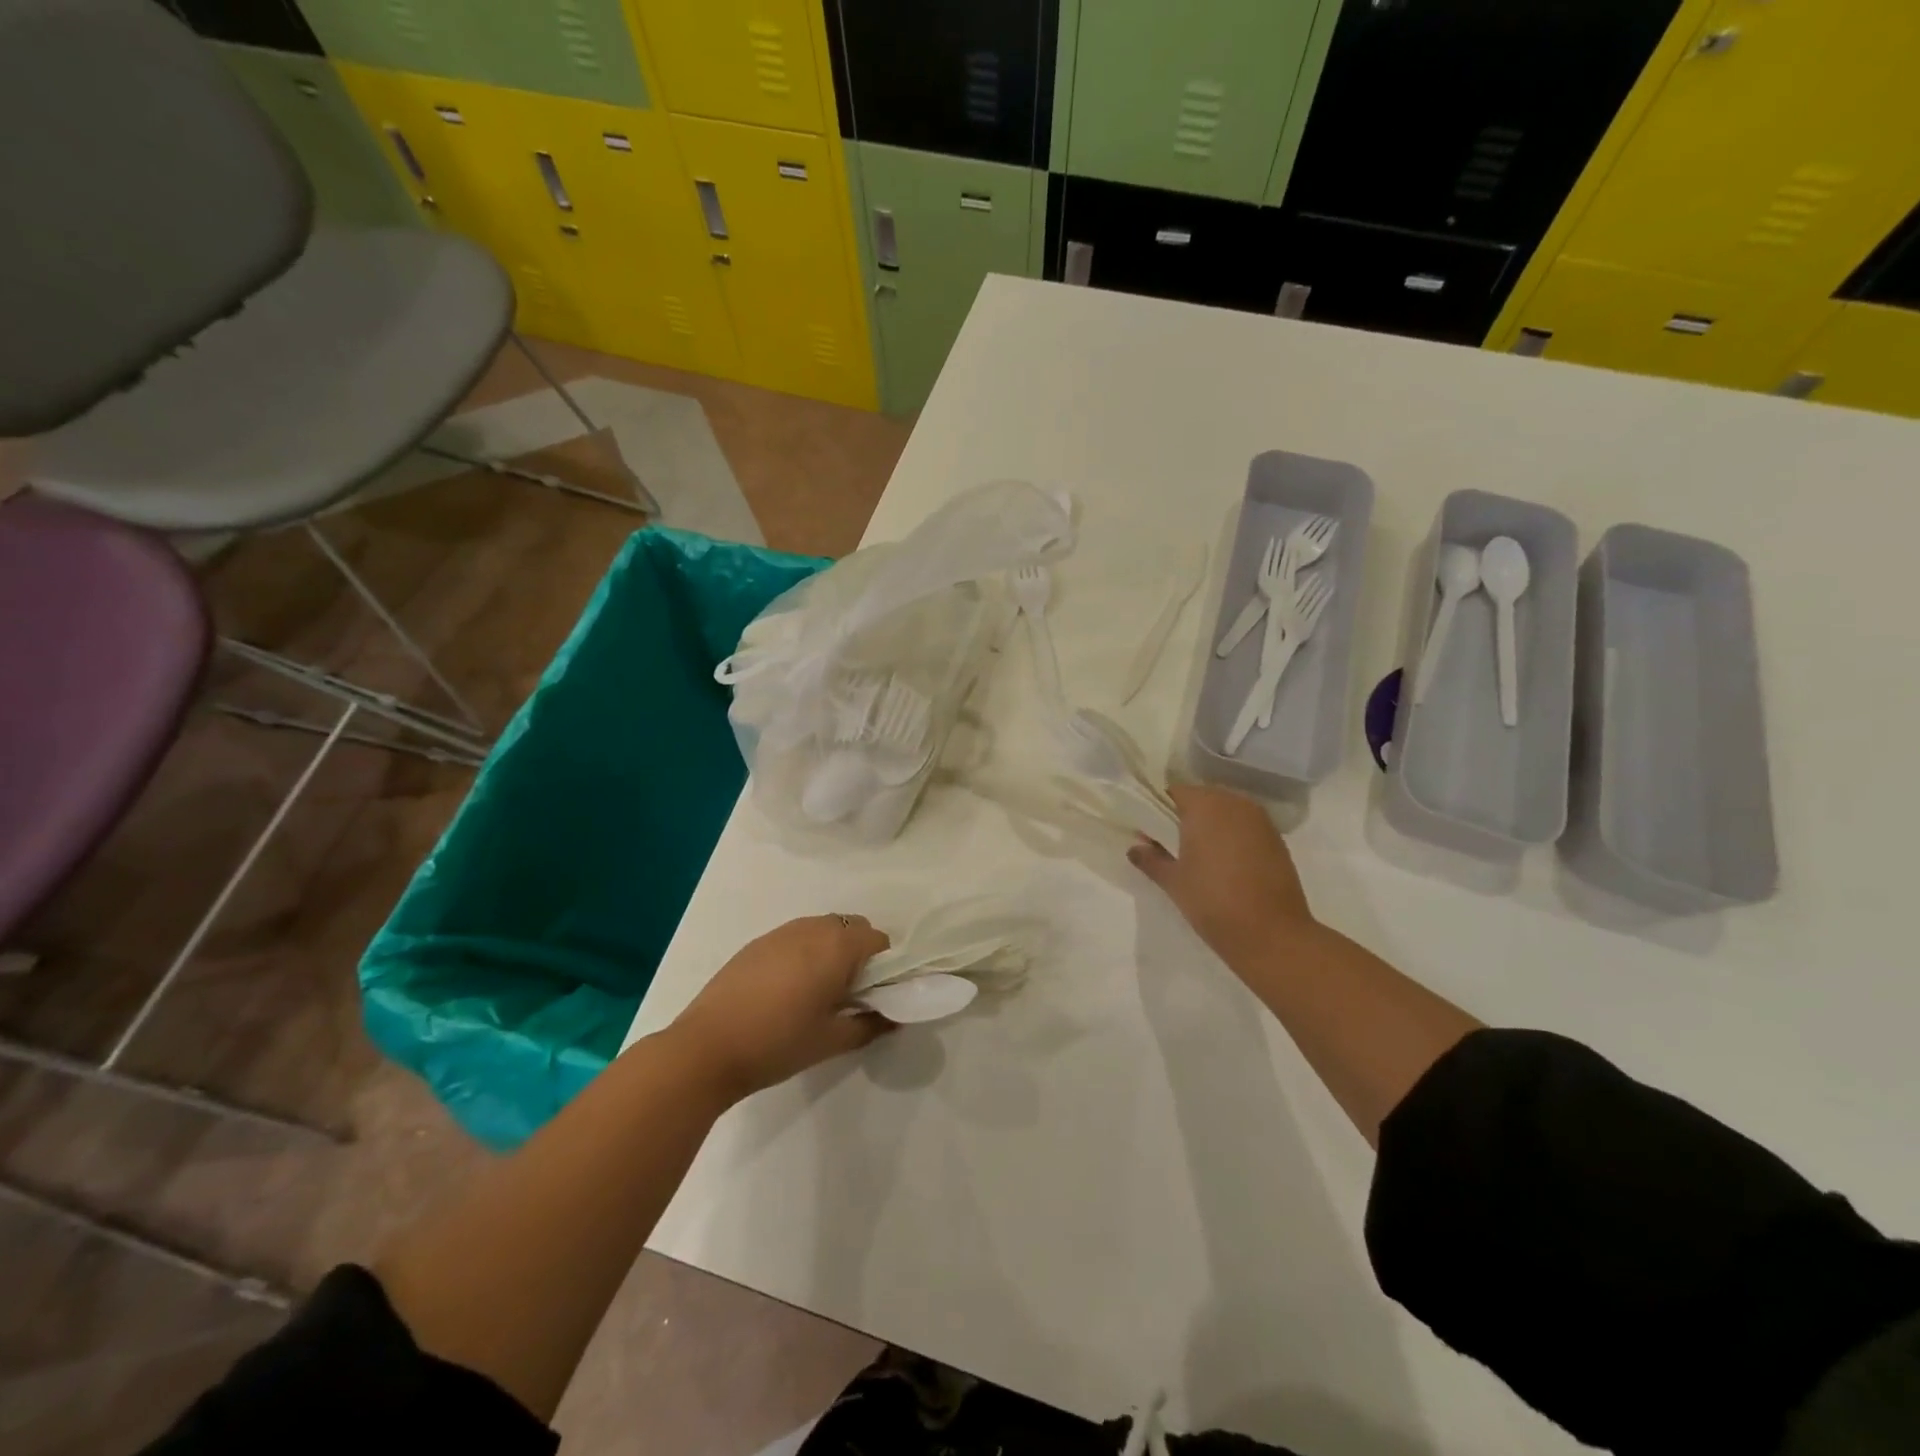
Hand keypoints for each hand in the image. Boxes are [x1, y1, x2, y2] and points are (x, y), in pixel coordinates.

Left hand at [668, 915, 891, 1101]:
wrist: (706, 1047)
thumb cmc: (778, 1042)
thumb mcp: (832, 1041)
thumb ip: (870, 1025)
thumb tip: (894, 1018)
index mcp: (837, 946)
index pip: (878, 940)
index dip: (884, 966)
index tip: (874, 995)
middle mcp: (812, 928)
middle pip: (852, 927)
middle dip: (859, 953)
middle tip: (848, 994)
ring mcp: (781, 932)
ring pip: (822, 929)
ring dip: (831, 950)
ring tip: (816, 992)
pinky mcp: (756, 943)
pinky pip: (795, 937)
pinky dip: (804, 953)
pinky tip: (786, 990)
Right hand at [1128, 784, 1318, 967]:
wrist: (1271, 934)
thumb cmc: (1212, 901)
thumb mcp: (1173, 882)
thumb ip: (1150, 860)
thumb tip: (1135, 848)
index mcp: (1204, 806)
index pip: (1175, 792)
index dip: (1160, 808)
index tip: (1152, 831)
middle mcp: (1234, 803)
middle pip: (1203, 797)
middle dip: (1186, 816)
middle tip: (1173, 844)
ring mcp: (1260, 820)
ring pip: (1227, 811)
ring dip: (1212, 825)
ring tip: (1201, 855)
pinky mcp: (1277, 839)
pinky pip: (1246, 826)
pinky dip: (1234, 836)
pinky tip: (1227, 864)